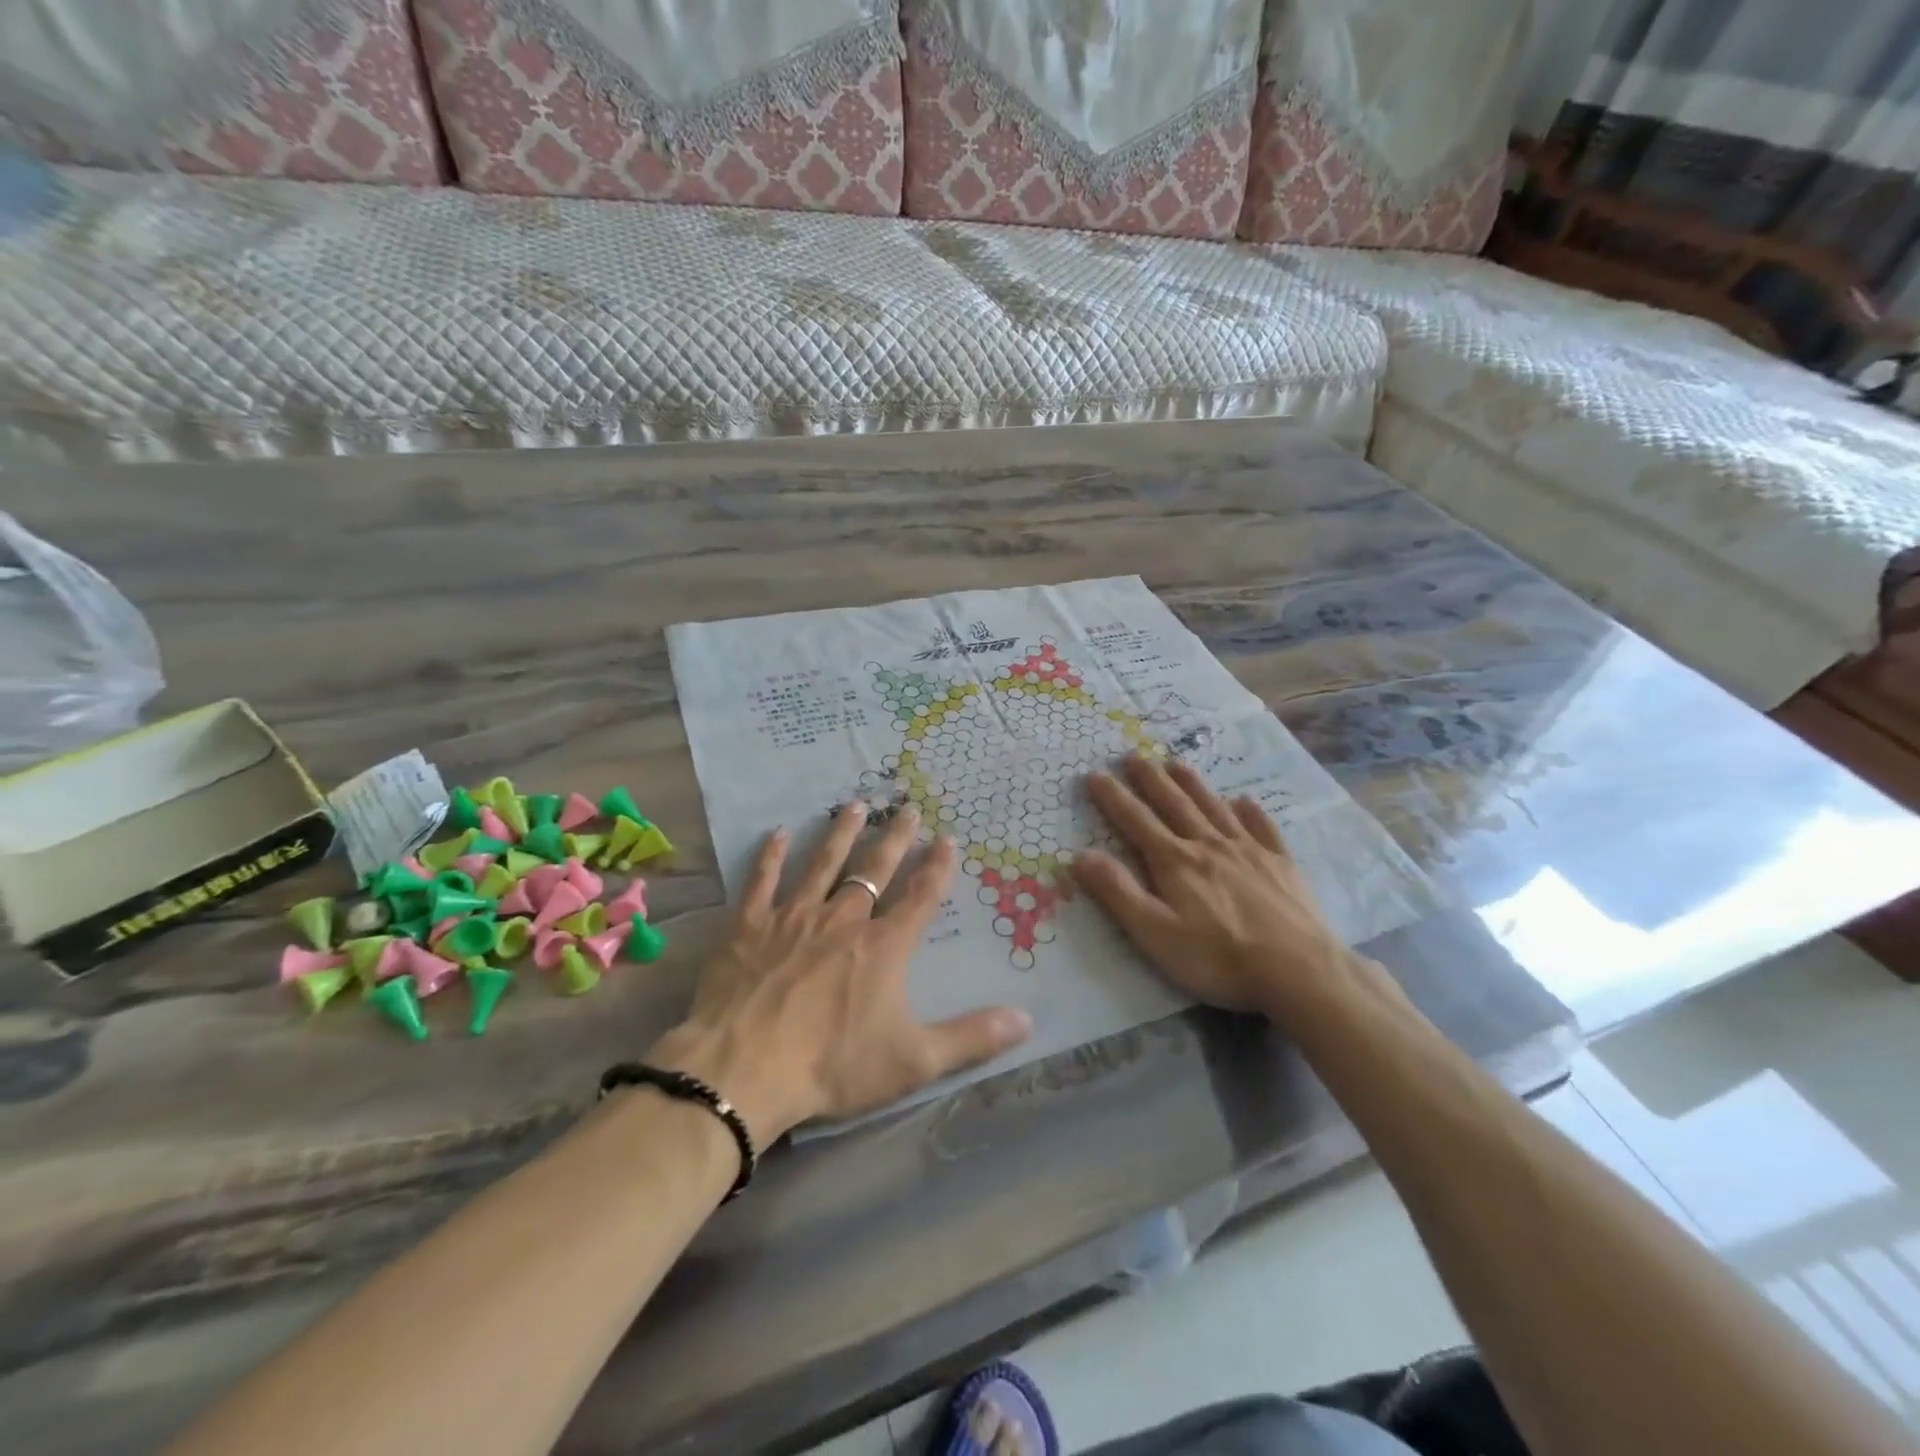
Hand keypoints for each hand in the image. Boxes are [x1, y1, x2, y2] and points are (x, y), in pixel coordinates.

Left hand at [650, 804, 1031, 1144]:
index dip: (937, 867)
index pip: (920, 897)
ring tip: (855, 805)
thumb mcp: (914, 1061)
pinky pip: (762, 882)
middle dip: (894, 837)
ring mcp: (794, 918)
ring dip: (841, 834)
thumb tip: (1028, 1019)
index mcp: (883, 947)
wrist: (744, 1069)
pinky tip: (778, 833)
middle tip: (907, 807)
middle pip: (875, 869)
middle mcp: (843, 920)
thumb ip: (972, 1038)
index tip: (948, 837)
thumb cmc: (832, 1065)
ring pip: (823, 864)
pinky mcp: (750, 926)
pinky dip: (771, 857)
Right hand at [1070, 755, 1356, 1017]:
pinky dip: (1250, 811)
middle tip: (1134, 755)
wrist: (1299, 970)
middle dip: (1151, 779)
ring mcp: (1249, 851)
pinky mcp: (1280, 864)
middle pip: (1174, 804)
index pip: (1136, 821)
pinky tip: (1244, 800)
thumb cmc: (1218, 957)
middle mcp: (1209, 845)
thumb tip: (1080, 855)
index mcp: (1175, 861)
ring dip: (1192, 784)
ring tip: (1176, 763)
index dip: (1113, 797)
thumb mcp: (1155, 933)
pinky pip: (1262, 827)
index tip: (1096, 774)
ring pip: (1213, 807)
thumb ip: (1117, 892)